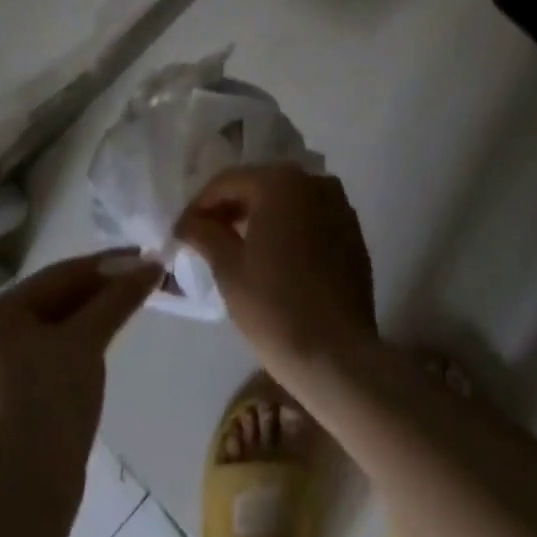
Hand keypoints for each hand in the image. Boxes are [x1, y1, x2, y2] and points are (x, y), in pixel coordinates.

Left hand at [0, 251, 161, 484]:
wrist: (29, 489)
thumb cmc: (51, 398)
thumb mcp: (88, 339)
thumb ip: (119, 297)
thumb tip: (153, 265)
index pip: (58, 276)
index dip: (105, 265)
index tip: (142, 257)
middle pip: (54, 301)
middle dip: (99, 291)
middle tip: (140, 279)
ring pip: (52, 329)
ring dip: (91, 316)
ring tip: (128, 306)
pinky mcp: (7, 403)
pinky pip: (47, 355)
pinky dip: (76, 344)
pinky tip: (103, 341)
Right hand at [175, 165, 376, 381]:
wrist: (338, 355)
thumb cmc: (275, 308)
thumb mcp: (229, 269)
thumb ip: (205, 234)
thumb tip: (188, 221)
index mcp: (280, 181)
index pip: (228, 182)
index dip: (200, 206)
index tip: (183, 232)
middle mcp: (313, 180)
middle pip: (260, 186)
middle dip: (232, 209)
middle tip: (207, 239)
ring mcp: (338, 204)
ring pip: (287, 201)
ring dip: (262, 217)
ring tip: (239, 248)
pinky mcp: (353, 231)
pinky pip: (311, 218)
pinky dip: (290, 229)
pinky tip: (276, 258)